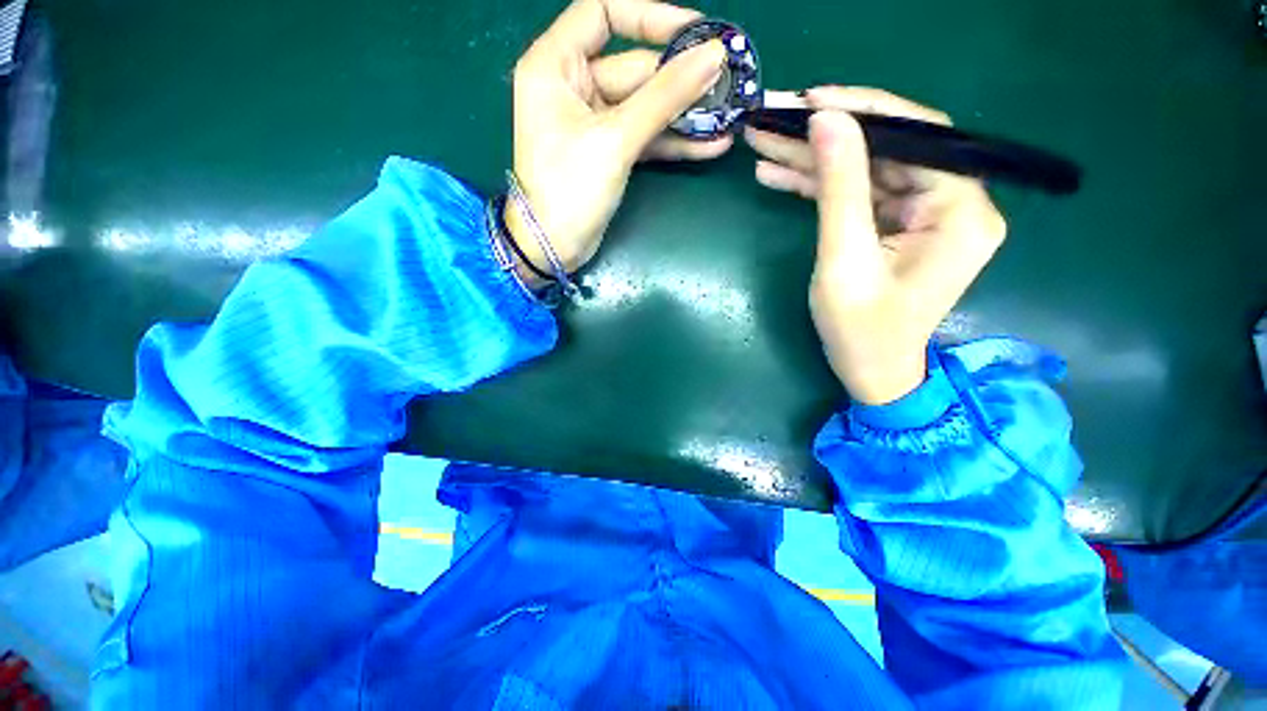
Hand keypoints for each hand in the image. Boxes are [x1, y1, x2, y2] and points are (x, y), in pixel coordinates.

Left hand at [507, 0, 731, 286]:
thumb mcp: (616, 139)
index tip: (695, 31)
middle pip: (634, 67)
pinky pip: (644, 136)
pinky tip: (709, 146)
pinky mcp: (608, 152)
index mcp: (556, 65)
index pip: (603, 13)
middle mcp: (573, 86)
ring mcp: (593, 122)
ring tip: (727, 117)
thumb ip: (664, 97)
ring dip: (684, 115)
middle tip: (728, 85)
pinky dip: (672, 142)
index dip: (650, 17)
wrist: (555, 247)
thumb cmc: (570, 190)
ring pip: (644, 106)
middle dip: (680, 80)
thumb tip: (713, 55)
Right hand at [744, 87, 1006, 404]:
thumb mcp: (845, 260)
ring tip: (763, 143)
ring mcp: (923, 214)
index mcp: (961, 211)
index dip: (862, 111)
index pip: (917, 136)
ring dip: (813, 159)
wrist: (871, 373)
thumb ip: (840, 189)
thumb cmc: (861, 330)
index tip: (809, 98)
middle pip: (886, 150)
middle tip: (773, 116)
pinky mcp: (897, 226)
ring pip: (865, 170)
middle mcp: (953, 203)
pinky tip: (777, 175)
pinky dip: (818, 186)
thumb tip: (826, 119)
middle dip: (825, 134)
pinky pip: (858, 194)